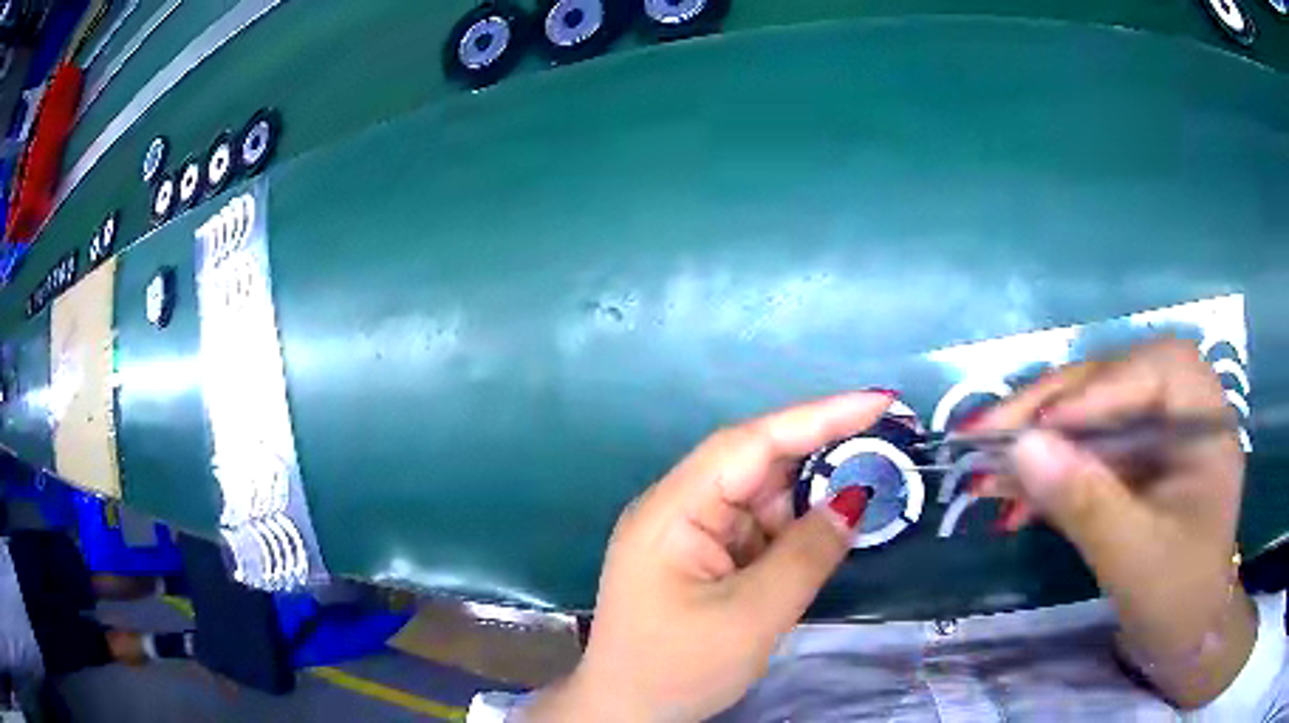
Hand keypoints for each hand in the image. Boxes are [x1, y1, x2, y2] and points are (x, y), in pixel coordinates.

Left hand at [526, 392, 894, 721]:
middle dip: (821, 456)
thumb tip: (852, 500)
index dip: (818, 416)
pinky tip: (824, 538)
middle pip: (757, 465)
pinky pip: (758, 531)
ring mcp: (689, 534)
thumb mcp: (752, 616)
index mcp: (673, 509)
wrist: (627, 715)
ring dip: (810, 502)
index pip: (751, 444)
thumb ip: (807, 554)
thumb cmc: (678, 668)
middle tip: (886, 447)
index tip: (878, 401)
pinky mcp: (703, 559)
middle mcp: (678, 509)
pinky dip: (794, 533)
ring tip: (866, 497)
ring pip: (762, 500)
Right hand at [972, 338, 1253, 707]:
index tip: (1040, 426)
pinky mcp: (1134, 464)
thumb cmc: (1179, 599)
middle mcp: (1181, 409)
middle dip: (1051, 408)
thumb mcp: (1136, 557)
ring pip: (1091, 415)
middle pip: (1114, 381)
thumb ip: (1087, 502)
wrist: (1183, 640)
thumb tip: (1021, 449)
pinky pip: (1085, 451)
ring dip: (1038, 440)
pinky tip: (1010, 497)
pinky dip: (1048, 472)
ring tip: (984, 465)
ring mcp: (1156, 435)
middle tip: (988, 432)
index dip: (1099, 389)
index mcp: (1205, 416)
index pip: (1154, 370)